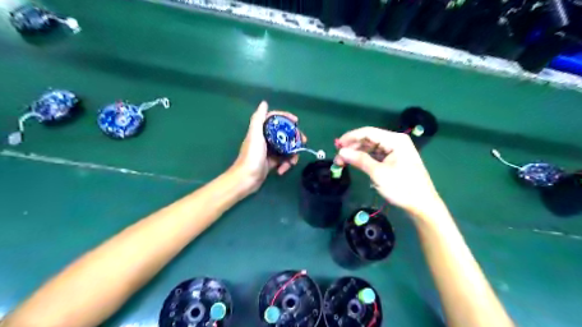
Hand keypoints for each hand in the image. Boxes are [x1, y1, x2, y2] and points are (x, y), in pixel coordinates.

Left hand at [232, 101, 304, 192]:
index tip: (297, 121)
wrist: (246, 179)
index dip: (286, 118)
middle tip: (303, 142)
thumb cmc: (251, 156)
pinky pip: (283, 160)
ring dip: (291, 155)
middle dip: (294, 138)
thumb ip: (258, 119)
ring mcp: (269, 152)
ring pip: (286, 148)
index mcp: (261, 131)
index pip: (275, 119)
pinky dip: (285, 165)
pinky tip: (282, 171)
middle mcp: (265, 139)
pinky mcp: (271, 163)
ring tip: (292, 162)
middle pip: (284, 134)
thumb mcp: (255, 135)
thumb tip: (264, 103)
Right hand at [334, 127, 443, 217]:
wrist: (423, 205)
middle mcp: (395, 142)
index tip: (336, 145)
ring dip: (357, 153)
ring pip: (371, 148)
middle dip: (352, 147)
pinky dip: (365, 159)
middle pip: (369, 139)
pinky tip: (355, 163)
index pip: (368, 132)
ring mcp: (395, 151)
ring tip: (343, 162)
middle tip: (338, 158)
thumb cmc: (402, 188)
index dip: (350, 137)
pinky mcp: (394, 160)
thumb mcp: (378, 173)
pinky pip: (376, 155)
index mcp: (395, 140)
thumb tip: (341, 152)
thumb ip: (359, 160)